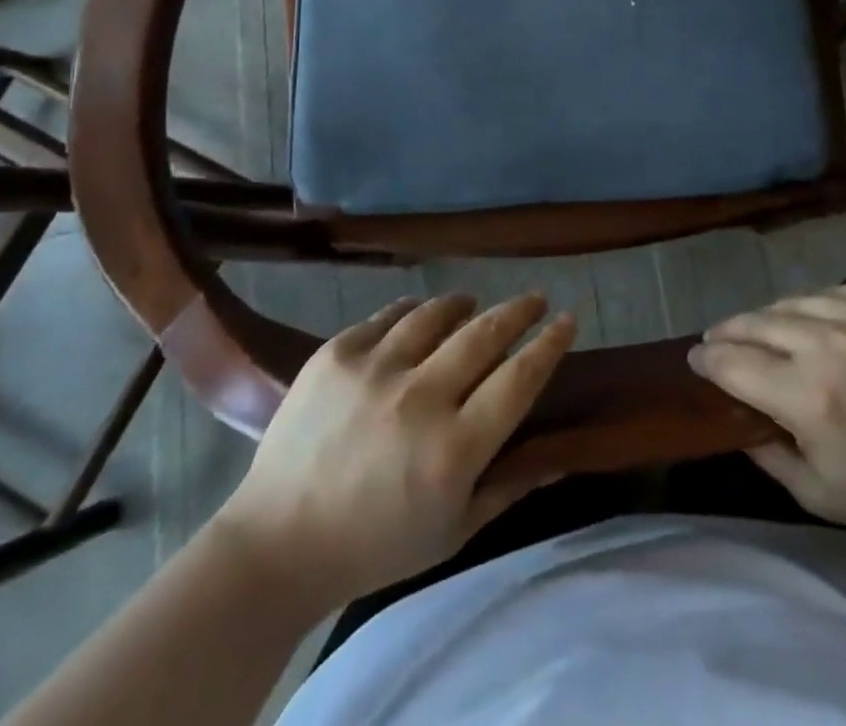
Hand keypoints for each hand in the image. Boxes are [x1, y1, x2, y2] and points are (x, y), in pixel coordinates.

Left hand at [217, 294, 575, 604]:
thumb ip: (510, 487)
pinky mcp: (337, 353)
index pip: (520, 378)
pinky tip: (418, 315)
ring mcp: (375, 369)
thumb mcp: (453, 530)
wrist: (276, 543)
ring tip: (473, 304)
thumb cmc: (375, 546)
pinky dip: (412, 311)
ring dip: (464, 305)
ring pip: (436, 314)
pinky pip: (388, 315)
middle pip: (485, 334)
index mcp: (454, 449)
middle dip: (520, 310)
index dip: (550, 344)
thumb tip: (564, 454)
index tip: (568, 319)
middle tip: (536, 299)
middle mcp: (420, 398)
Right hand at [689, 285, 845, 557]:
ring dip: (769, 316)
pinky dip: (814, 306)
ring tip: (760, 328)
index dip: (708, 359)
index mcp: (810, 398)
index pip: (735, 363)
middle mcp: (833, 347)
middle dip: (730, 331)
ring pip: (794, 302)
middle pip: (758, 323)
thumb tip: (731, 405)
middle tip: (718, 338)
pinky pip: (835, 292)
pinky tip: (809, 319)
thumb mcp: (814, 492)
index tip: (694, 357)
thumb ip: (763, 447)